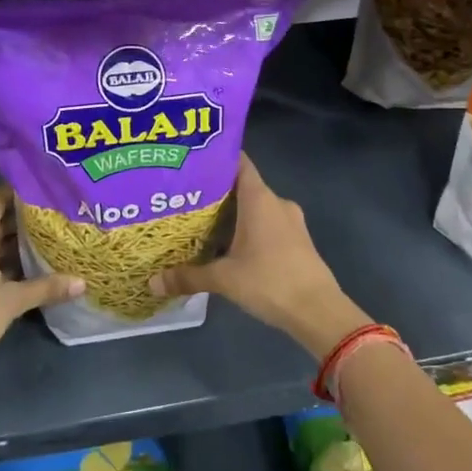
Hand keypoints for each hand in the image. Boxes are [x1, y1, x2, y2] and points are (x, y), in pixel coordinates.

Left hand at [0, 184, 84, 377]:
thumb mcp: (12, 301)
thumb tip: (83, 282)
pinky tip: (23, 271)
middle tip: (56, 218)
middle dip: (23, 219)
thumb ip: (47, 287)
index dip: (20, 190)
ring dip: (12, 242)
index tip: (48, 189)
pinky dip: (0, 260)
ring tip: (46, 242)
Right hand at [150, 154, 370, 358]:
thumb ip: (188, 276)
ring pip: (256, 208)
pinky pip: (268, 225)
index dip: (217, 159)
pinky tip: (229, 247)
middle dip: (217, 192)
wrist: (319, 311)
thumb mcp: (224, 279)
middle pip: (243, 187)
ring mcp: (291, 222)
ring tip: (202, 223)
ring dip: (233, 215)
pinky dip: (249, 230)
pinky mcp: (298, 241)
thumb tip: (152, 282)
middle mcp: (276, 202)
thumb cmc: (270, 281)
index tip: (192, 162)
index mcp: (259, 198)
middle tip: (186, 198)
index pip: (238, 162)